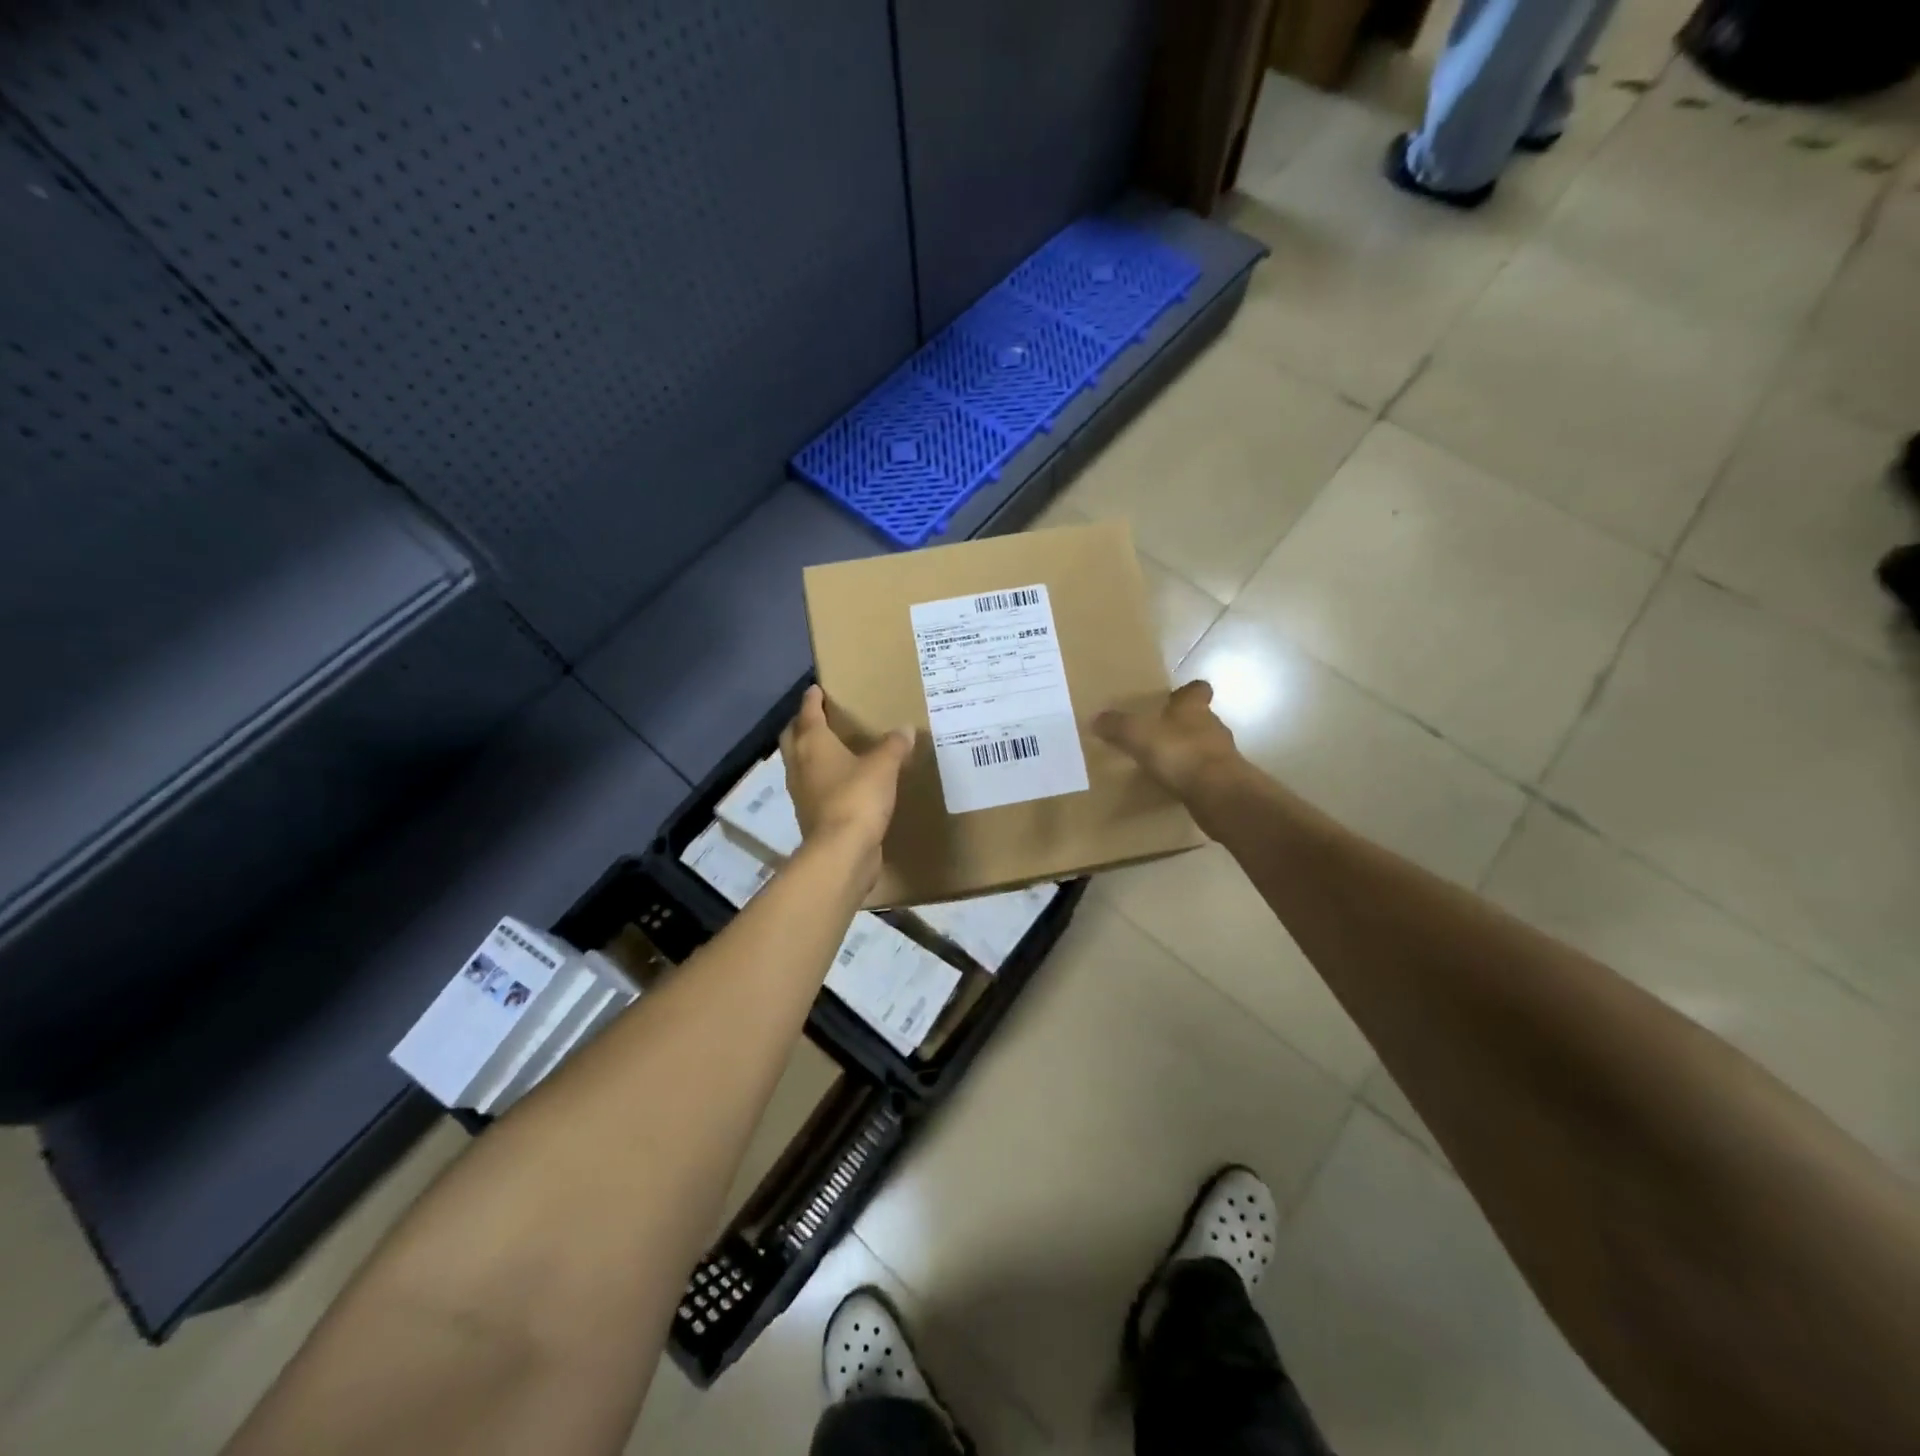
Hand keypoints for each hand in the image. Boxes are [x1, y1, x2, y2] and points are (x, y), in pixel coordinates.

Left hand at [778, 686, 912, 862]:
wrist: (842, 852)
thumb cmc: (857, 798)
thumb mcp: (883, 767)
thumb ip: (894, 746)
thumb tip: (905, 729)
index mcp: (812, 744)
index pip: (808, 713)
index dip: (812, 699)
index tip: (816, 689)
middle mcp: (800, 765)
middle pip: (793, 737)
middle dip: (802, 724)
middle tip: (817, 716)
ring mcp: (801, 792)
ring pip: (799, 763)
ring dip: (808, 753)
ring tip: (828, 747)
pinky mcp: (811, 816)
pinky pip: (812, 788)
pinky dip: (821, 778)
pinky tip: (839, 781)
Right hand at [1093, 680, 1241, 800]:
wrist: (1219, 793)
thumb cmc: (1179, 753)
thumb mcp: (1138, 735)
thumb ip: (1117, 726)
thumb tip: (1096, 718)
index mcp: (1194, 708)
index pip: (1197, 690)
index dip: (1187, 692)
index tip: (1175, 697)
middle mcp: (1213, 727)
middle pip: (1201, 719)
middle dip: (1183, 725)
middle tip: (1160, 733)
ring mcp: (1223, 755)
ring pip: (1204, 747)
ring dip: (1188, 752)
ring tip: (1164, 763)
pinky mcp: (1225, 782)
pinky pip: (1205, 774)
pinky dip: (1192, 777)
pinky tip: (1175, 786)